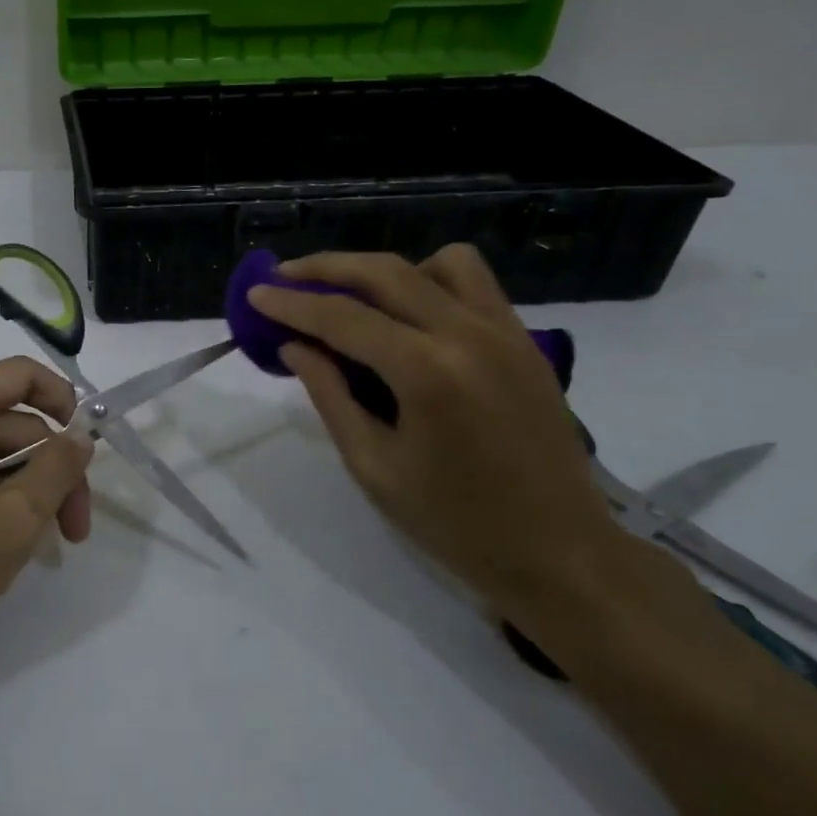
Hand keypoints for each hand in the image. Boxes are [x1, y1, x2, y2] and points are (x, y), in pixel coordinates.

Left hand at [0, 357, 92, 665]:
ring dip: (30, 488)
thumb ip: (58, 467)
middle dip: (52, 467)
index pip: (19, 374)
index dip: (62, 400)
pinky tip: (15, 540)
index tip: (88, 446)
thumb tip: (80, 437)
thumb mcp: (17, 517)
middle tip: (77, 528)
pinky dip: (0, 497)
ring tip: (49, 541)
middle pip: (12, 421)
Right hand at [247, 245, 618, 613]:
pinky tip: (410, 318)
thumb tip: (294, 346)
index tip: (255, 294)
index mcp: (427, 373)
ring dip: (388, 271)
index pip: (343, 317)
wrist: (561, 553)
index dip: (291, 303)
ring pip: (440, 263)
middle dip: (327, 267)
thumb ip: (329, 395)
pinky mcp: (526, 341)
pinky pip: (475, 285)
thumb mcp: (373, 466)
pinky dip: (433, 283)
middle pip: (386, 271)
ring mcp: (506, 332)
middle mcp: (469, 335)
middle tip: (285, 276)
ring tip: (357, 299)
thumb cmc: (455, 522)